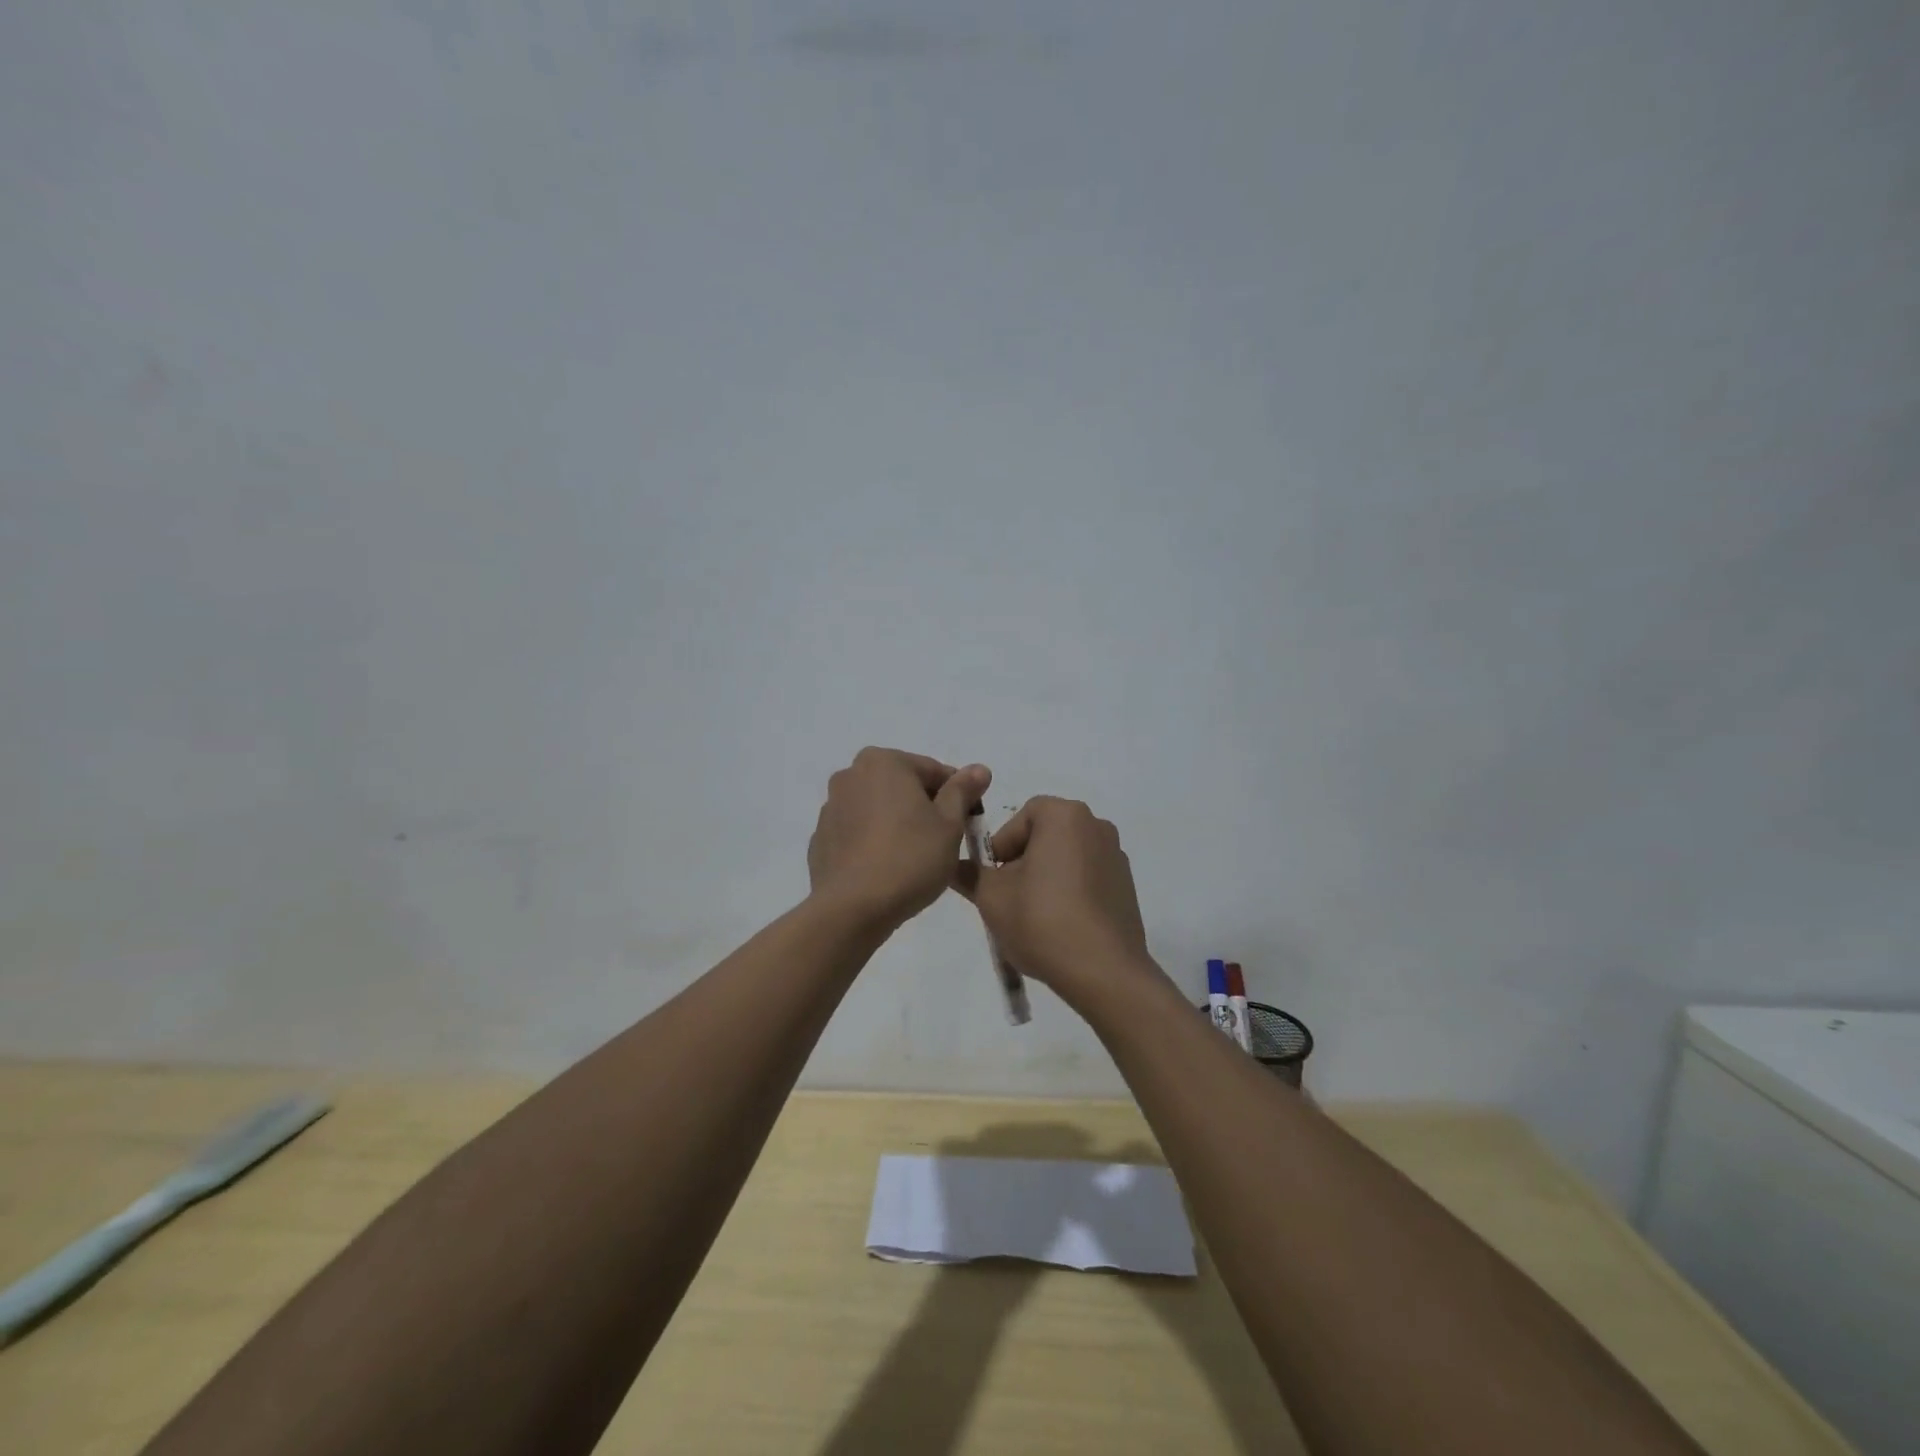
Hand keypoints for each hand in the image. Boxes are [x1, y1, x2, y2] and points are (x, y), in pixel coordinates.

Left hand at [808, 747, 990, 930]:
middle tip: (943, 842)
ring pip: (878, 809)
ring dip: (898, 824)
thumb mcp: (949, 824)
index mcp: (883, 762)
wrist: (852, 908)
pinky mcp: (821, 839)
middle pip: (903, 786)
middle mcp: (850, 775)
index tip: (968, 824)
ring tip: (914, 859)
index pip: (934, 771)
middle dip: (924, 808)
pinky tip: (886, 870)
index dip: (958, 796)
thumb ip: (963, 791)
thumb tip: (979, 769)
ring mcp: (830, 808)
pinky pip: (858, 834)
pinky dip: (873, 843)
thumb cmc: (910, 858)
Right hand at [954, 796, 1157, 1011]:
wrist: (1103, 971)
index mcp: (1065, 816)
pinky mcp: (1126, 886)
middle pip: (1046, 835)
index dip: (1002, 845)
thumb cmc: (1041, 920)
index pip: (1022, 816)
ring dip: (1046, 877)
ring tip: (1033, 915)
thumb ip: (970, 875)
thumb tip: (954, 867)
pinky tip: (1060, 925)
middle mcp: (1096, 826)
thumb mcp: (991, 897)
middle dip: (1023, 861)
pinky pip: (1088, 878)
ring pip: (1067, 858)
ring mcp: (1116, 857)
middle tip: (1008, 896)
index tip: (993, 877)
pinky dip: (1071, 892)